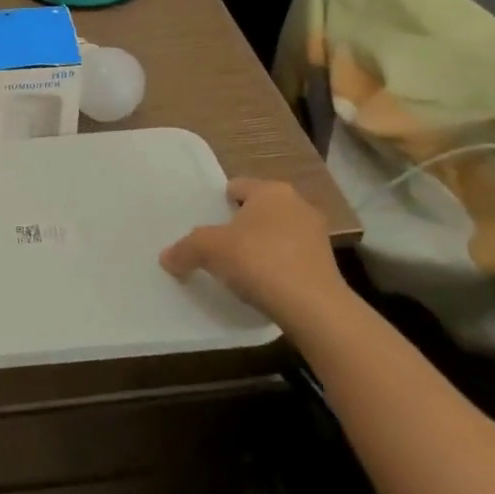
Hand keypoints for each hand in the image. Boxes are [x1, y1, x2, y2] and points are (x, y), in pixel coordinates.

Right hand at [160, 179, 351, 334]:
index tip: (207, 225)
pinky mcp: (327, 264)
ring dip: (261, 247)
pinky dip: (277, 267)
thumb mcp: (209, 251)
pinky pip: (291, 257)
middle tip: (219, 247)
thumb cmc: (258, 261)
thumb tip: (166, 257)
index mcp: (270, 191)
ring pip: (277, 234)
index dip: (218, 204)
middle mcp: (297, 204)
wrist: (313, 307)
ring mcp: (316, 234)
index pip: (237, 186)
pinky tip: (263, 286)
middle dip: (240, 226)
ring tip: (240, 269)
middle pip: (258, 210)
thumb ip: (185, 249)